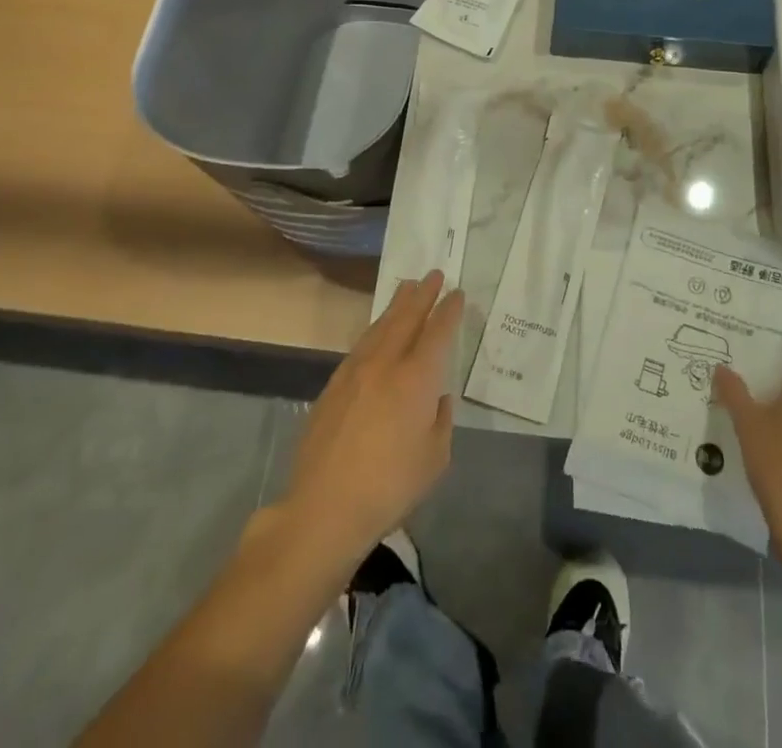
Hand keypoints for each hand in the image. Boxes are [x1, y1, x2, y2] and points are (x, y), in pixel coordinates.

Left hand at [278, 271, 462, 569]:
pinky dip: (375, 329)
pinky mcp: (334, 385)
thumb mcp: (434, 458)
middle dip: (423, 294)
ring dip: (397, 305)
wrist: (325, 506)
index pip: (438, 332)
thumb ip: (439, 420)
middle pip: (407, 317)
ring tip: (407, 288)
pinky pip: (361, 344)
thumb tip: (435, 399)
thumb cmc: (390, 486)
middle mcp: (386, 363)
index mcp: (416, 378)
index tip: (457, 293)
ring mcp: (356, 371)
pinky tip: (378, 331)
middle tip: (434, 274)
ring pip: (380, 326)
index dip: (449, 310)